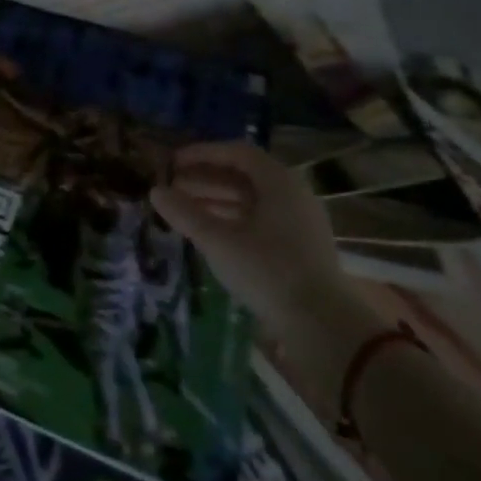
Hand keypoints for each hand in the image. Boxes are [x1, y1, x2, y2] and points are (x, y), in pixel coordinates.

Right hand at [149, 141, 347, 334]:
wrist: (325, 329)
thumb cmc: (269, 271)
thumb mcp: (219, 241)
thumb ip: (185, 213)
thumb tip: (155, 191)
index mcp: (279, 182)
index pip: (236, 152)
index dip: (202, 153)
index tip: (173, 162)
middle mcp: (293, 194)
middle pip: (244, 175)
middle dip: (205, 178)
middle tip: (172, 186)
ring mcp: (300, 222)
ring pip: (252, 199)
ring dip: (216, 199)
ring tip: (184, 209)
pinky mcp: (301, 248)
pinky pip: (261, 220)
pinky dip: (233, 219)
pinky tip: (211, 232)